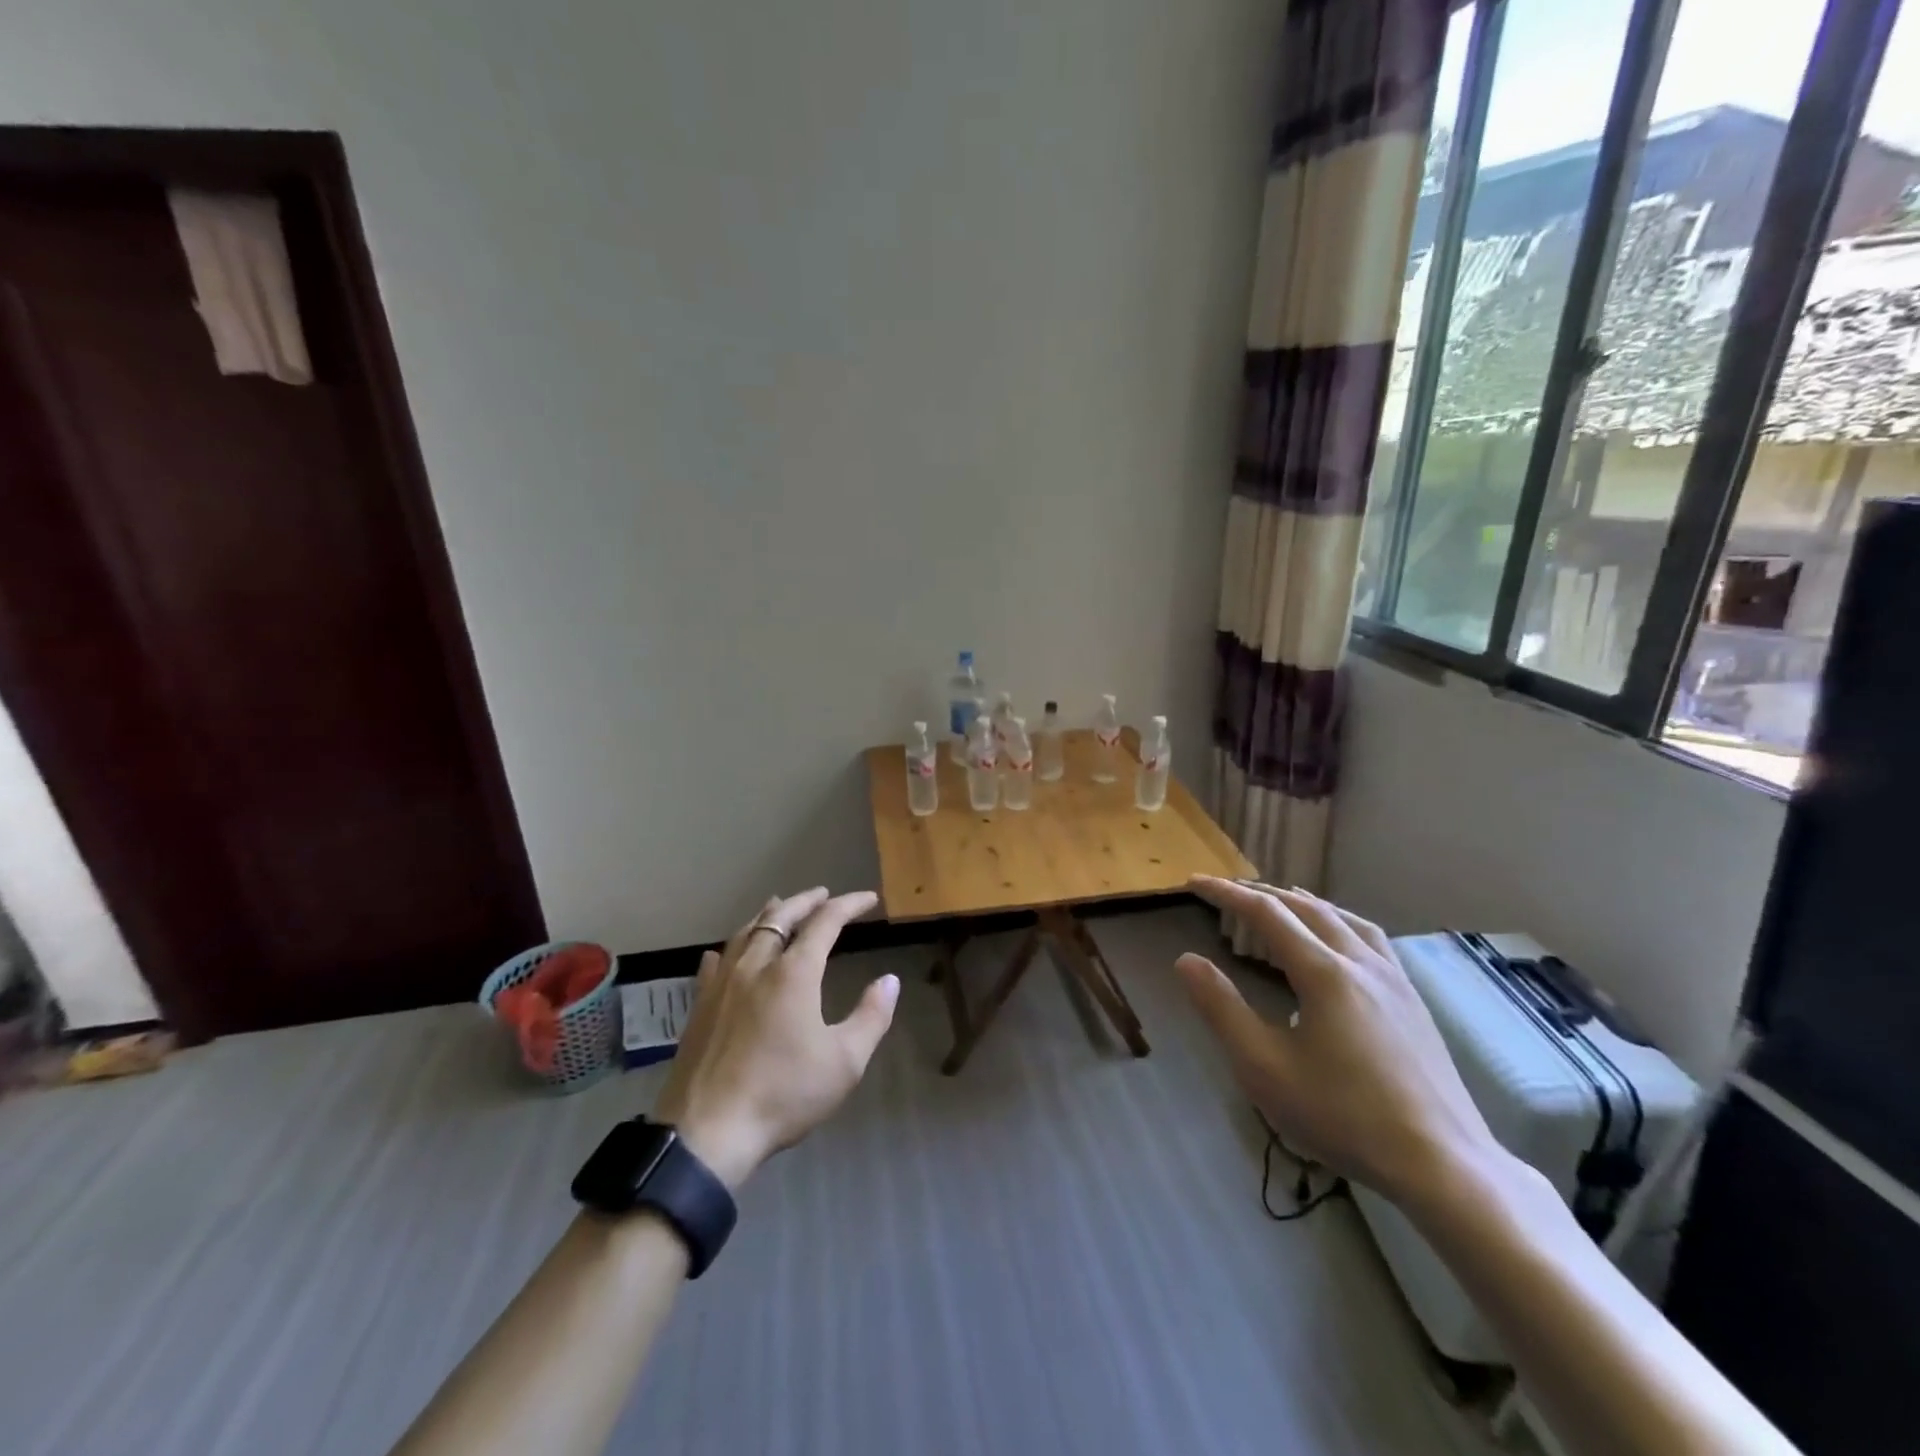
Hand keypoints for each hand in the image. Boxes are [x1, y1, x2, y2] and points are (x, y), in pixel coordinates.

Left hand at [654, 887, 897, 1191]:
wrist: (708, 1133)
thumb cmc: (784, 1094)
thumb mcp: (844, 1062)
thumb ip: (872, 1016)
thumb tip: (890, 980)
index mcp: (794, 973)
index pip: (825, 922)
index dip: (849, 905)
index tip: (869, 899)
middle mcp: (756, 966)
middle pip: (781, 916)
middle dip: (806, 901)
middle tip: (824, 894)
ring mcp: (721, 984)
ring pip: (746, 932)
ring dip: (769, 915)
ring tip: (780, 907)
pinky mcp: (698, 1007)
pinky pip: (716, 962)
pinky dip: (731, 947)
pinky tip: (727, 952)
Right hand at [1177, 876, 1500, 1206]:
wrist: (1442, 1165)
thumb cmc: (1343, 1116)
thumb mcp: (1264, 1067)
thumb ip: (1222, 1009)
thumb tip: (1186, 960)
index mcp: (1324, 972)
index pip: (1266, 914)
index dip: (1226, 894)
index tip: (1193, 883)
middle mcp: (1361, 962)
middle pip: (1306, 907)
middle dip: (1262, 894)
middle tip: (1226, 893)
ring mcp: (1394, 980)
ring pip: (1343, 918)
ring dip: (1303, 903)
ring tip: (1280, 902)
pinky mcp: (1413, 1002)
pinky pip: (1369, 939)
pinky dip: (1338, 922)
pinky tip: (1337, 944)